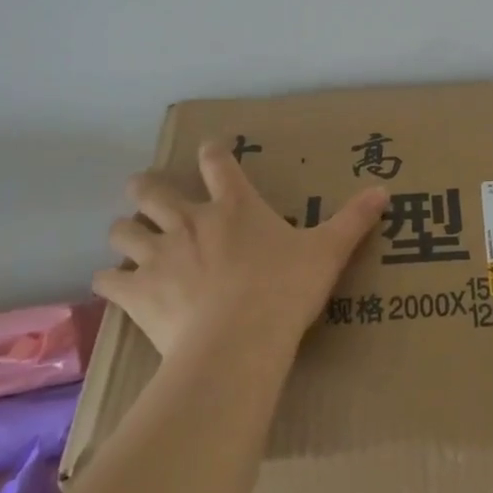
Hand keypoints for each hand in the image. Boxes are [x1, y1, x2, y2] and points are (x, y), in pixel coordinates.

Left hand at [94, 140, 387, 358]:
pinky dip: (108, 279)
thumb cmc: (284, 290)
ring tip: (130, 239)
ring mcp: (158, 254)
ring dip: (124, 231)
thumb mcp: (327, 252)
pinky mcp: (137, 291)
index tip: (210, 150)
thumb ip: (353, 220)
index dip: (211, 151)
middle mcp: (189, 220)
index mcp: (233, 206)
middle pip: (150, 189)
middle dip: (145, 188)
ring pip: (121, 229)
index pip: (216, 161)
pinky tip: (114, 284)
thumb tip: (384, 191)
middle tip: (148, 193)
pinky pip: (107, 279)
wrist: (238, 343)